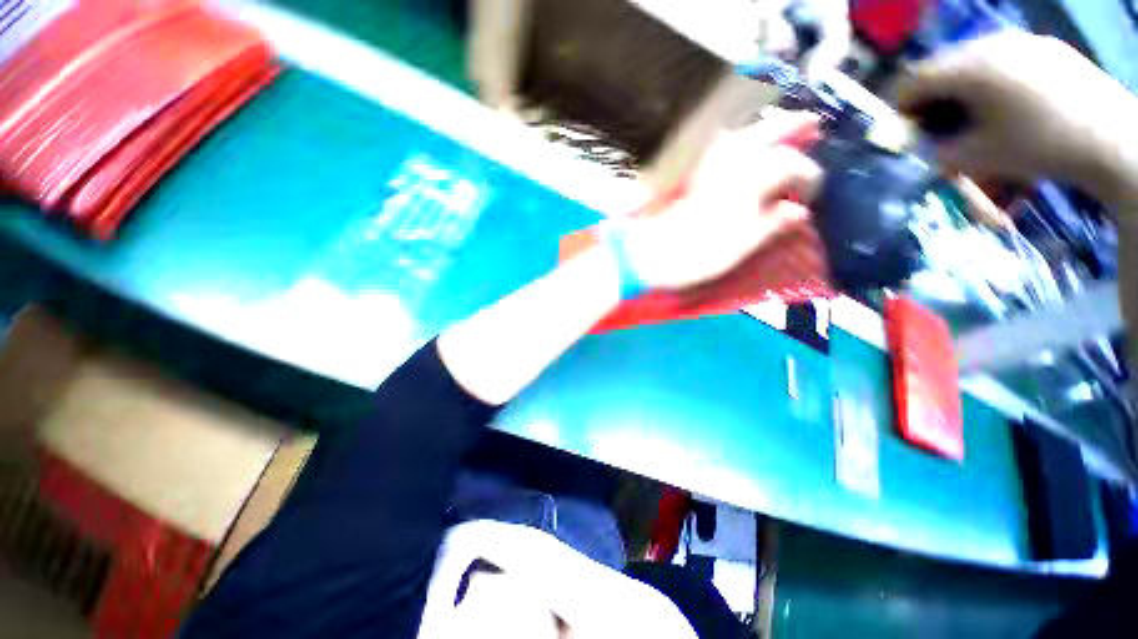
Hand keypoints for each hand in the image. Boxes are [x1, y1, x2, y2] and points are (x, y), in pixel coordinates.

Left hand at [621, 111, 822, 290]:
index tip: (811, 195)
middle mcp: (728, 163)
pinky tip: (734, 140)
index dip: (808, 178)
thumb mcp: (741, 246)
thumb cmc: (695, 254)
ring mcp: (704, 166)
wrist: (647, 255)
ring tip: (778, 124)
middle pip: (766, 133)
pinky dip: (729, 138)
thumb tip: (797, 210)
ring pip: (739, 133)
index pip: (790, 166)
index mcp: (749, 179)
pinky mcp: (686, 175)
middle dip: (791, 125)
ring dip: (761, 126)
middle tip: (812, 122)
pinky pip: (713, 146)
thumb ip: (773, 224)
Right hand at [895, 31, 1137, 201]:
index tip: (898, 131)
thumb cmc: (1040, 148)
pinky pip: (1003, 58)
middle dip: (930, 98)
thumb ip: (935, 150)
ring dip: (961, 89)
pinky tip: (1005, 105)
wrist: (1114, 142)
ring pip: (972, 61)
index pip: (912, 79)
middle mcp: (992, 43)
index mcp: (971, 67)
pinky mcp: (1046, 47)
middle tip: (933, 127)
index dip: (897, 107)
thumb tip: (916, 146)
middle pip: (942, 67)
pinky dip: (991, 81)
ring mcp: (1023, 41)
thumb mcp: (976, 158)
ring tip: (971, 117)